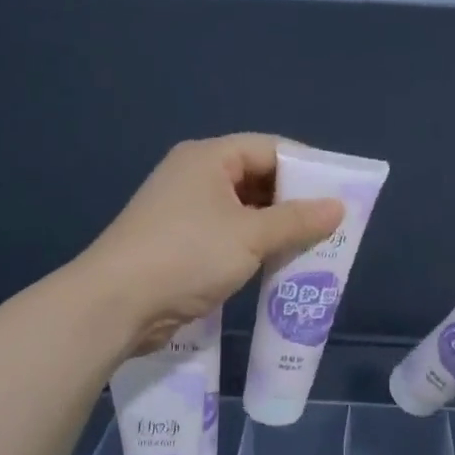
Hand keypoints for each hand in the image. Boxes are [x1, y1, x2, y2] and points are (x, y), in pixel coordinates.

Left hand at [79, 134, 343, 353]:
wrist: (114, 305)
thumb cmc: (186, 256)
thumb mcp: (250, 236)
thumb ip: (297, 220)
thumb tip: (338, 208)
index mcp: (209, 158)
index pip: (270, 148)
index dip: (307, 167)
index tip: (339, 191)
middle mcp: (196, 175)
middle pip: (257, 177)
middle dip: (294, 200)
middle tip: (330, 223)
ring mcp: (185, 210)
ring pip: (244, 208)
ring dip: (276, 226)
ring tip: (313, 244)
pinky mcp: (180, 242)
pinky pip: (229, 233)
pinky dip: (254, 244)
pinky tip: (278, 262)